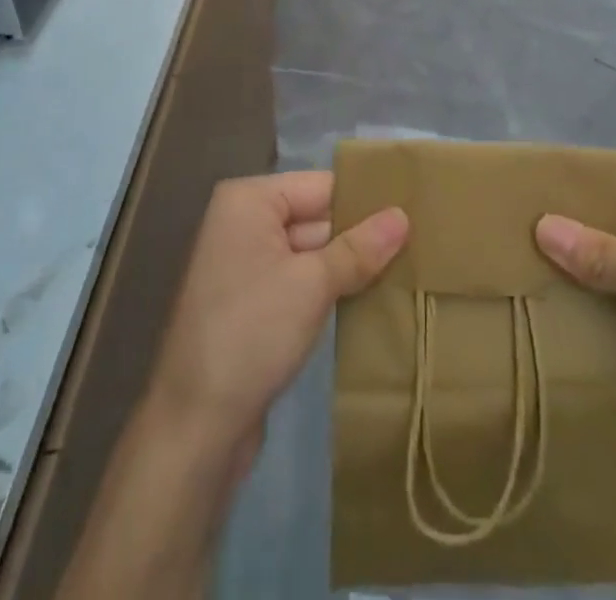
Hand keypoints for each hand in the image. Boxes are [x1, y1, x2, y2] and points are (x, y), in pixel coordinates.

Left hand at [148, 171, 408, 448]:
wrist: (194, 428)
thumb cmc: (251, 334)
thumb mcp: (312, 284)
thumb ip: (359, 248)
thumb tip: (403, 217)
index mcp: (249, 200)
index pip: (322, 186)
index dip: (366, 199)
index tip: (416, 208)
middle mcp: (243, 222)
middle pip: (317, 216)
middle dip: (362, 234)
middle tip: (421, 242)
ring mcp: (246, 265)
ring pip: (312, 252)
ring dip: (351, 265)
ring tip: (409, 269)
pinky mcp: (253, 304)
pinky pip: (301, 281)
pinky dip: (331, 289)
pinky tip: (373, 299)